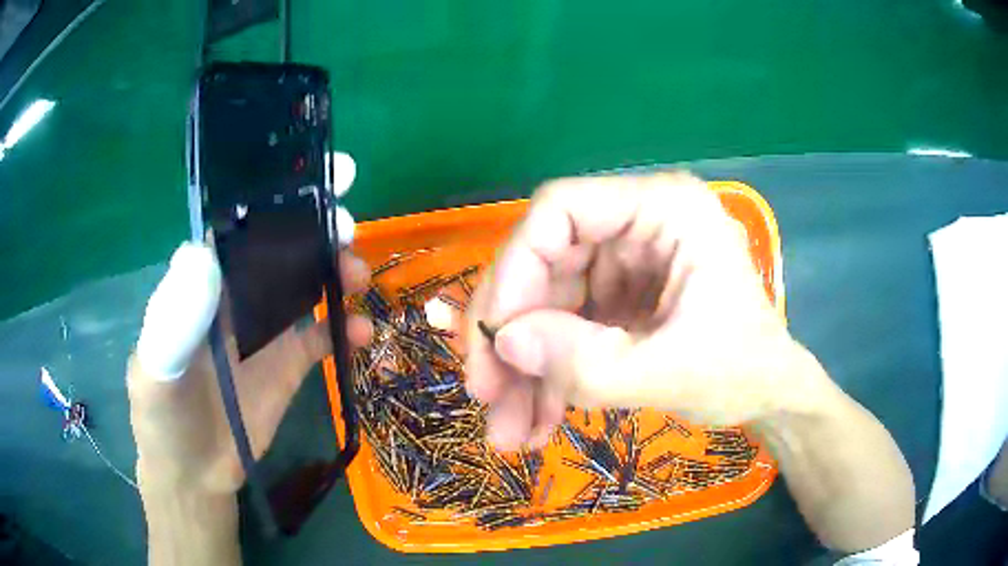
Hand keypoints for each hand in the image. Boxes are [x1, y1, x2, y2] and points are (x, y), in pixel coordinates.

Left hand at [128, 152, 369, 493]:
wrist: (194, 473)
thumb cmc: (163, 418)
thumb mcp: (157, 371)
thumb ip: (174, 319)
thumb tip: (203, 253)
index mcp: (202, 282)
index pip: (238, 225)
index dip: (273, 198)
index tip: (312, 177)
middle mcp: (236, 294)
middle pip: (281, 247)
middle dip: (315, 229)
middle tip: (346, 229)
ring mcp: (265, 328)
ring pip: (307, 282)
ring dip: (337, 271)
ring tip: (358, 278)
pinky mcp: (289, 362)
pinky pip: (323, 334)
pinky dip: (347, 328)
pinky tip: (364, 334)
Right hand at [466, 173, 813, 450]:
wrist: (771, 397)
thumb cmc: (744, 371)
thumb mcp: (671, 372)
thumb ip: (588, 363)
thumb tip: (505, 343)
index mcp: (665, 210)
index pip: (560, 210)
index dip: (516, 268)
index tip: (495, 336)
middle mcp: (638, 225)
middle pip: (544, 262)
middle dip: (510, 335)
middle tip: (484, 393)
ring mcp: (626, 264)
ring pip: (547, 305)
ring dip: (524, 370)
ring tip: (509, 431)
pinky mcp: (619, 299)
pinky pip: (565, 329)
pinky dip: (548, 376)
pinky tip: (537, 422)